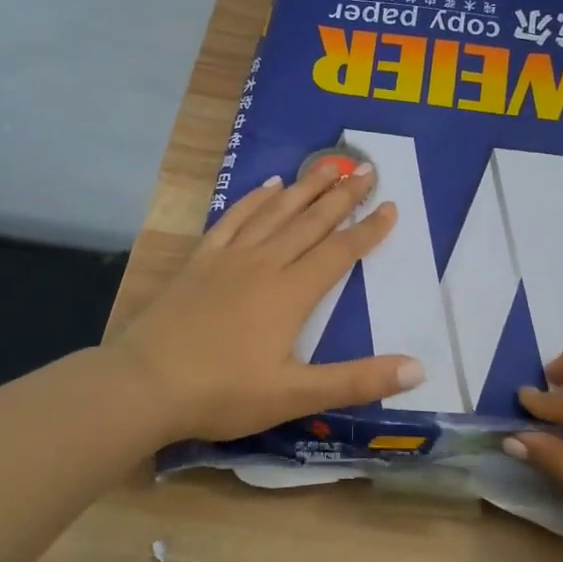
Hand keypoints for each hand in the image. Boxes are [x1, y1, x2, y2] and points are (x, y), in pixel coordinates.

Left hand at [108, 161, 424, 444]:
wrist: (144, 384)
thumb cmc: (222, 393)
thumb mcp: (295, 395)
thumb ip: (357, 380)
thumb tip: (418, 368)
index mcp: (291, 293)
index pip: (340, 252)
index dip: (368, 230)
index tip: (391, 206)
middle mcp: (265, 264)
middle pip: (311, 222)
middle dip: (342, 196)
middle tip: (367, 169)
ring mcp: (229, 258)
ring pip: (276, 213)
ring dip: (305, 188)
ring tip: (328, 166)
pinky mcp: (200, 260)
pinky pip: (233, 219)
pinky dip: (254, 199)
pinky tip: (268, 186)